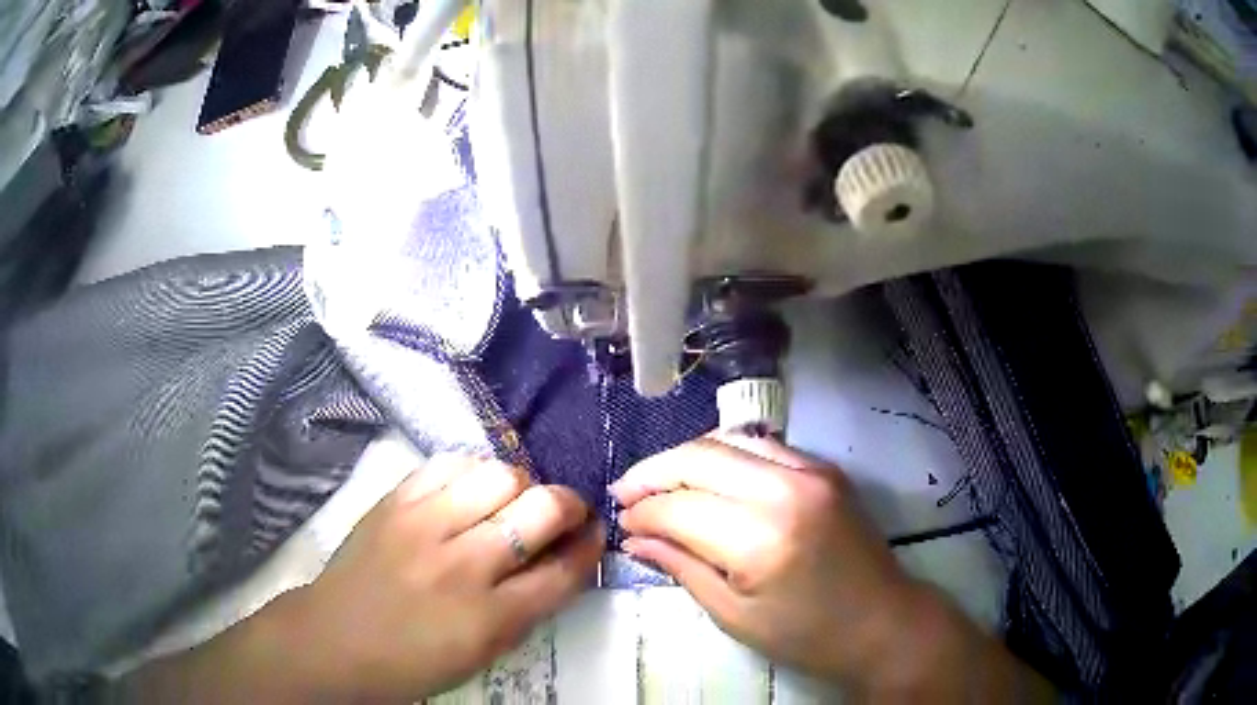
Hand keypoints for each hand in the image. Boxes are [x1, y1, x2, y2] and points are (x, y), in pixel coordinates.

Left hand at [286, 455, 605, 699]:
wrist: (334, 640)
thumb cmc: (413, 662)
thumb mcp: (482, 654)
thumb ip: (527, 608)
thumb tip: (561, 562)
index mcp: (490, 618)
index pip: (564, 570)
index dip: (590, 547)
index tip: (595, 535)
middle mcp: (463, 565)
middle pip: (541, 509)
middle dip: (569, 505)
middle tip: (564, 513)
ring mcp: (424, 525)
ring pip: (499, 475)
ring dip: (521, 485)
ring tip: (513, 500)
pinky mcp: (394, 501)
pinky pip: (449, 463)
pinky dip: (472, 472)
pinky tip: (470, 489)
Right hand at [612, 435, 1050, 700]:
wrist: (882, 621)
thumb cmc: (806, 634)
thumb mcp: (734, 614)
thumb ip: (682, 567)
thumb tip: (635, 538)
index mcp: (762, 539)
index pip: (679, 507)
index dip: (642, 511)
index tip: (621, 522)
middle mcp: (787, 489)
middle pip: (699, 456)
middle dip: (653, 472)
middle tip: (626, 493)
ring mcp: (811, 470)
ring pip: (729, 439)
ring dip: (686, 457)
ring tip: (658, 482)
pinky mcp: (825, 468)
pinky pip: (762, 445)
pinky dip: (724, 454)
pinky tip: (706, 475)